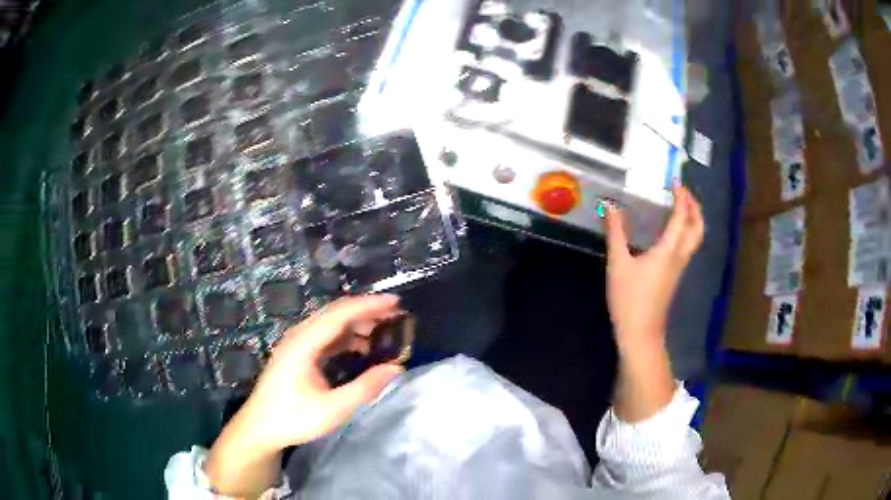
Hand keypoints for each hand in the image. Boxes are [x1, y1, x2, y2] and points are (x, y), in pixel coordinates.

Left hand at [242, 294, 405, 452]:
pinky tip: (360, 348)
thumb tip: (396, 368)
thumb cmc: (293, 418)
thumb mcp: (333, 409)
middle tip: (396, 316)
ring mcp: (296, 344)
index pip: (340, 314)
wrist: (260, 428)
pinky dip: (345, 337)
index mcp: (303, 344)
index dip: (369, 306)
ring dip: (356, 324)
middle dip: (366, 311)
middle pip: (335, 313)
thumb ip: (364, 388)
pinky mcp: (297, 353)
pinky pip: (325, 336)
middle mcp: (298, 336)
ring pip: (330, 324)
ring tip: (383, 332)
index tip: (396, 303)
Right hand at [605, 184, 703, 352]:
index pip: (682, 217)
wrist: (640, 333)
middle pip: (697, 228)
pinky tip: (671, 231)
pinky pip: (687, 246)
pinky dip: (686, 231)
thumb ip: (615, 233)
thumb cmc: (629, 299)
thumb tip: (610, 206)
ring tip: (680, 206)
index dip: (681, 197)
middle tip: (684, 192)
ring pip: (695, 238)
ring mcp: (679, 267)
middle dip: (695, 207)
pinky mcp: (674, 276)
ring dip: (692, 219)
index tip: (675, 181)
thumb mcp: (618, 264)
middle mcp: (679, 256)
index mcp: (668, 250)